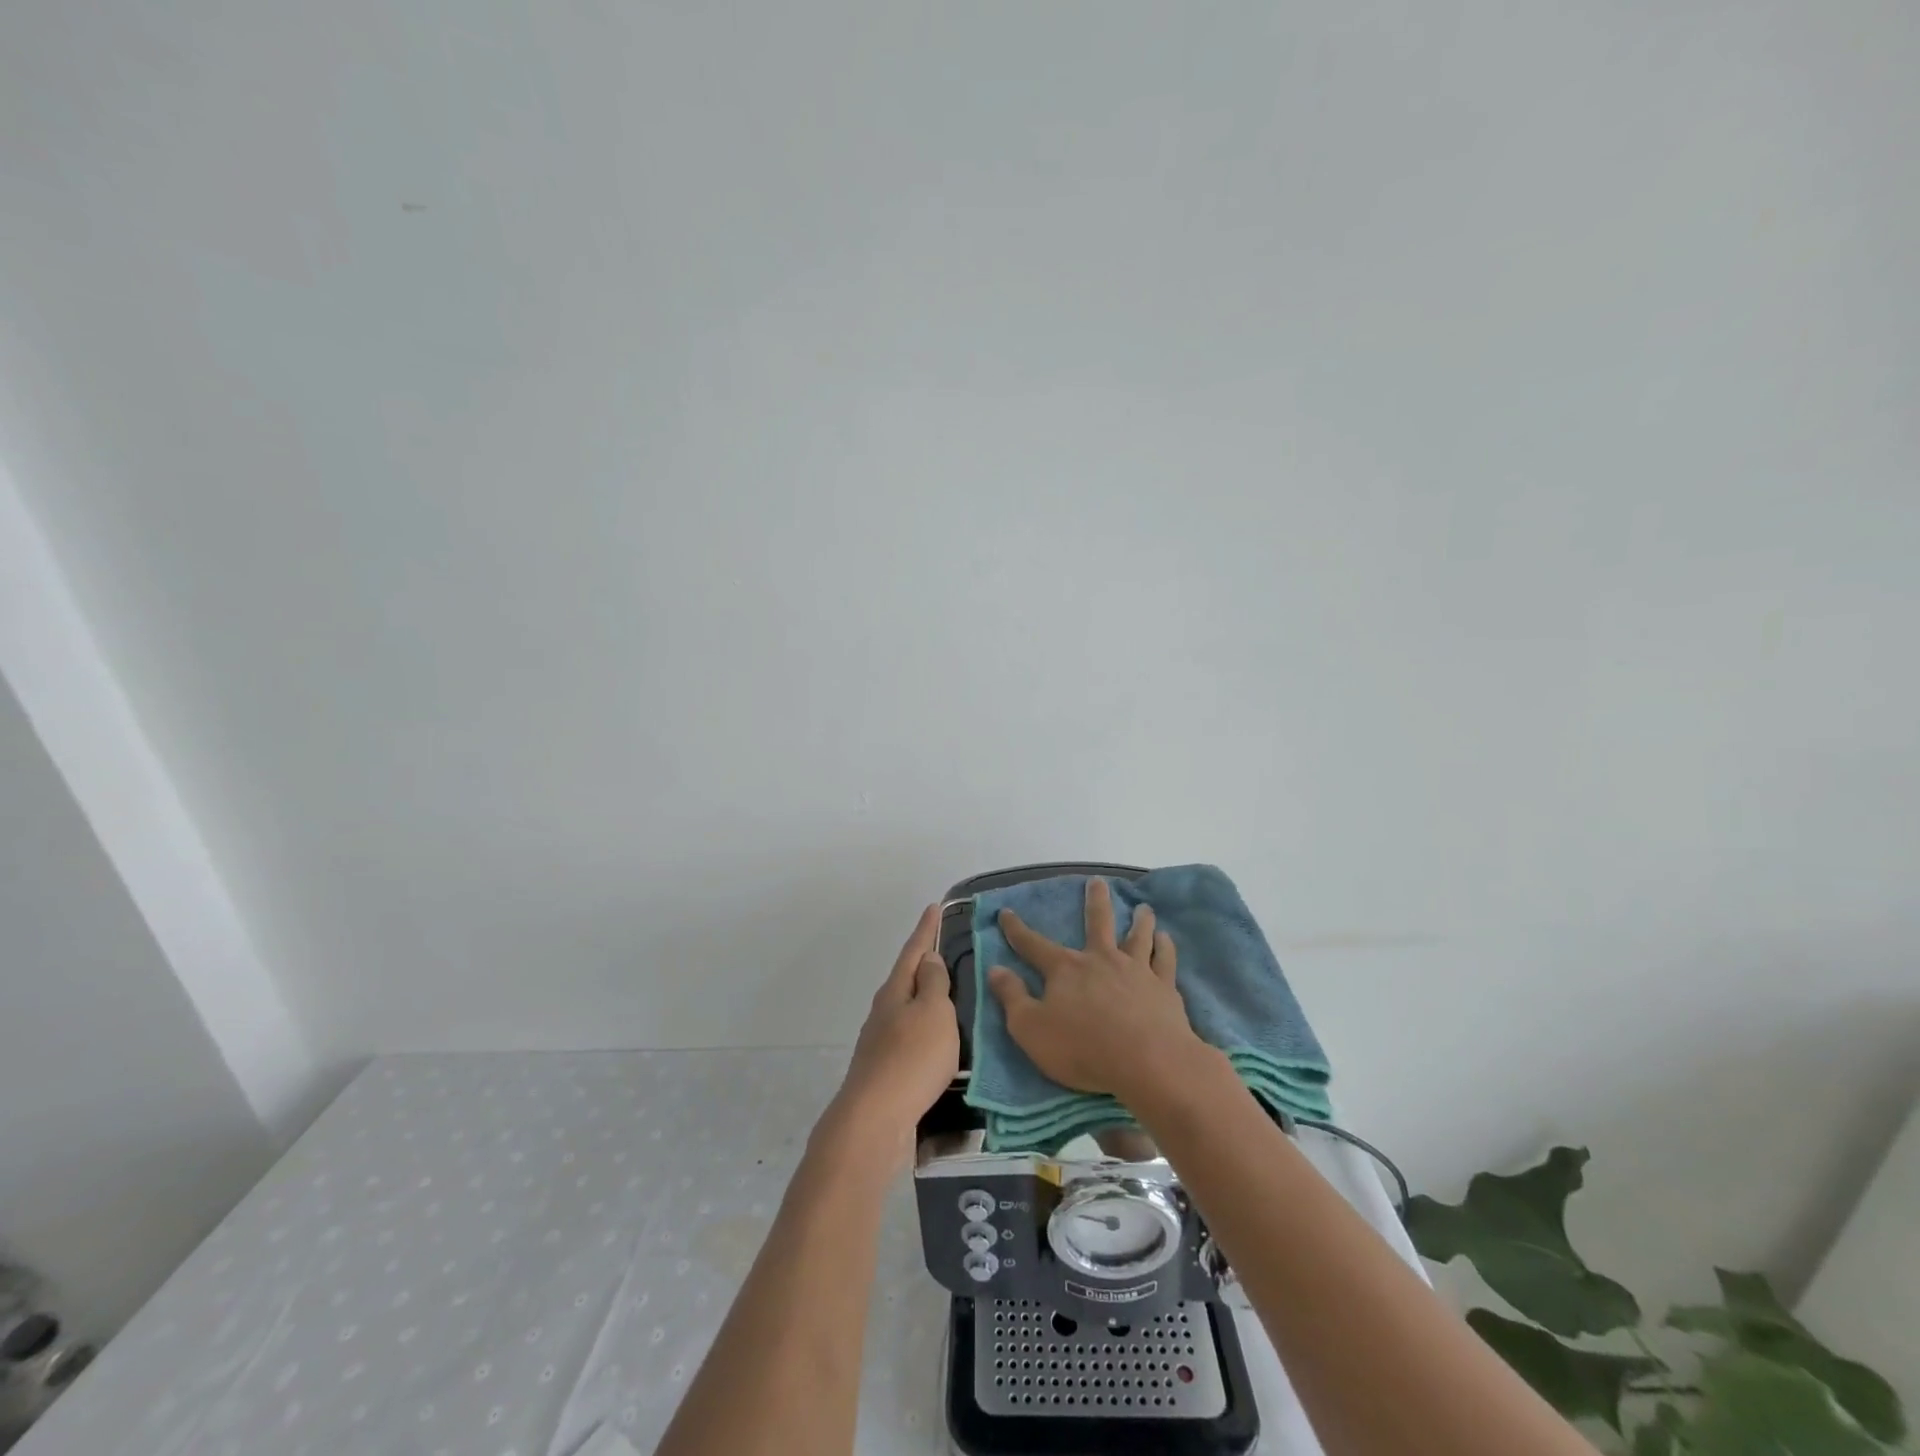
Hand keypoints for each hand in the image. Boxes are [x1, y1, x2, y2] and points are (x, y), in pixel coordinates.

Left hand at [829, 904, 960, 1157]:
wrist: (875, 1121)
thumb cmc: (911, 1059)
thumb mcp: (933, 1013)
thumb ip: (934, 984)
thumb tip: (928, 959)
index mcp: (895, 991)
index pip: (914, 951)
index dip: (926, 929)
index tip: (934, 907)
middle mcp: (884, 1011)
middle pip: (907, 978)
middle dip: (926, 963)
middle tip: (948, 949)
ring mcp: (882, 1041)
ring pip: (909, 1009)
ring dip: (928, 999)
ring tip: (952, 995)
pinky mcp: (887, 1070)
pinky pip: (912, 1037)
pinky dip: (927, 1030)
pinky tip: (940, 1041)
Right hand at [988, 879, 1211, 1102]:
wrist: (1148, 1062)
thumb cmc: (1082, 1049)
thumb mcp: (1030, 1029)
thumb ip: (1012, 998)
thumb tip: (995, 969)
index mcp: (1066, 969)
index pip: (1034, 945)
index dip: (1017, 930)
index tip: (1006, 912)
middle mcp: (1101, 960)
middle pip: (1098, 922)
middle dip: (1095, 901)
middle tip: (1097, 882)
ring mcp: (1136, 970)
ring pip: (1138, 936)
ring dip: (1139, 920)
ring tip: (1143, 908)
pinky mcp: (1164, 988)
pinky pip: (1165, 959)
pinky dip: (1165, 947)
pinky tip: (1166, 939)